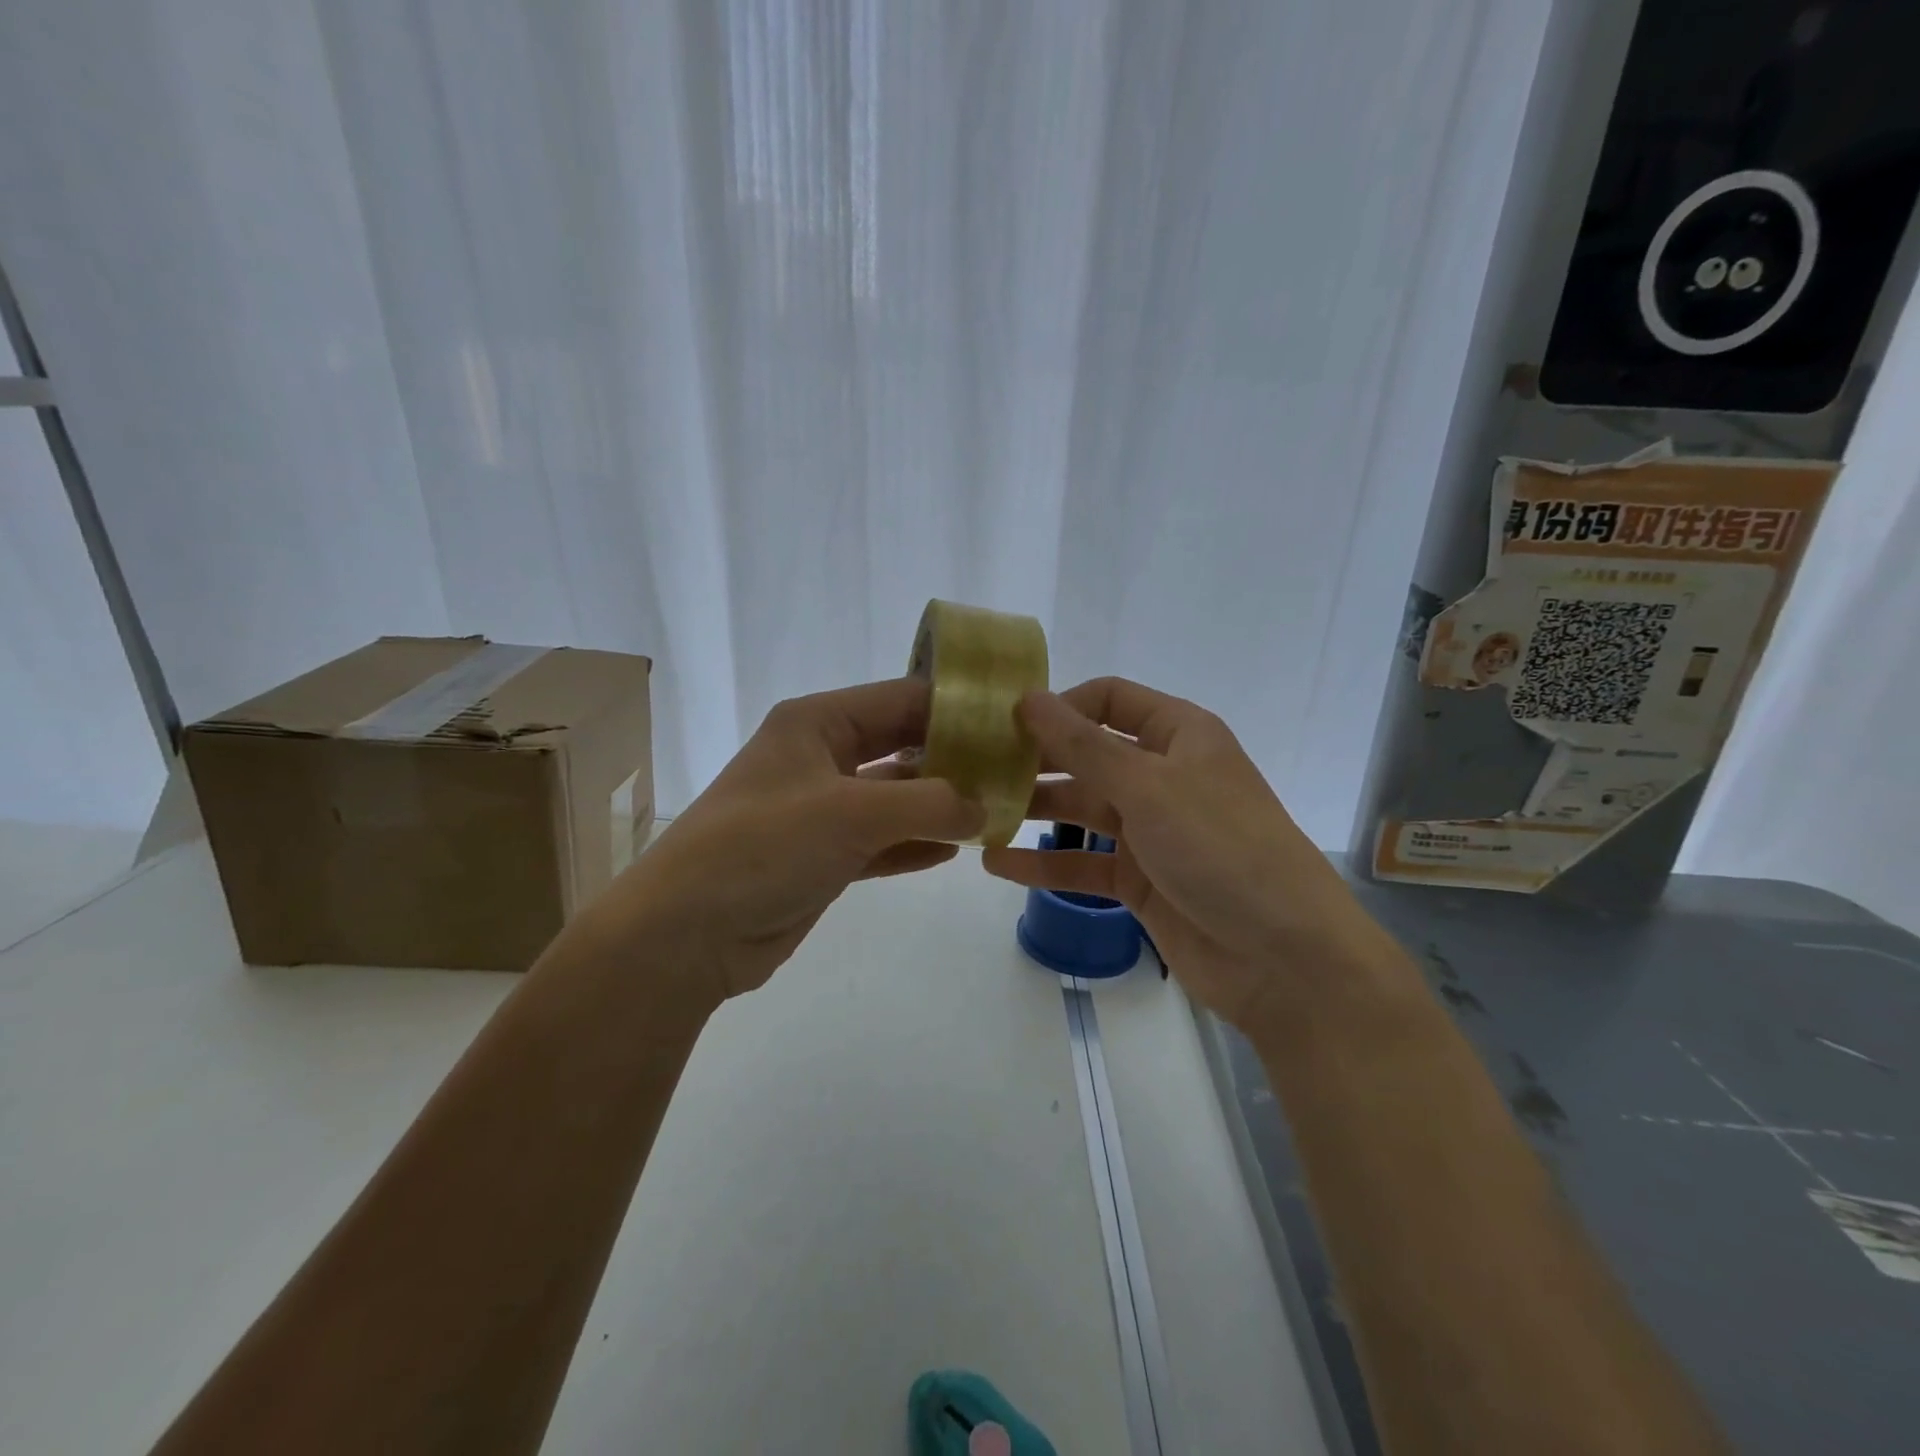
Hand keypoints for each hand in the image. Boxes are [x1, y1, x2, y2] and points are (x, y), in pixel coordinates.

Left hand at [596, 678, 984, 1005]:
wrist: (685, 935)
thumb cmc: (763, 848)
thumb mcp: (851, 813)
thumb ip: (928, 803)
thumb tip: (985, 807)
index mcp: (817, 724)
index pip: (901, 699)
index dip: (956, 706)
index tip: (1013, 720)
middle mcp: (820, 758)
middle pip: (902, 746)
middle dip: (956, 758)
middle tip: (1016, 768)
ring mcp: (822, 810)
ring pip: (896, 797)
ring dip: (942, 805)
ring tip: (1000, 809)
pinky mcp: (823, 857)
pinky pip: (883, 841)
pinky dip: (917, 843)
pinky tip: (960, 848)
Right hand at [981, 678, 1408, 1033]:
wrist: (1285, 959)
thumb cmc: (1221, 849)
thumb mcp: (1149, 787)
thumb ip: (1083, 746)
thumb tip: (1027, 698)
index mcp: (1178, 735)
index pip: (1108, 699)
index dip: (1059, 705)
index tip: (1004, 723)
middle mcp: (1162, 775)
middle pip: (1087, 754)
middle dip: (1036, 760)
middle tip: (975, 768)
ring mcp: (1151, 830)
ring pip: (1081, 809)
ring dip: (1034, 810)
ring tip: (975, 813)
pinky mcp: (1140, 880)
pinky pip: (1083, 863)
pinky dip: (1044, 863)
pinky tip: (997, 862)